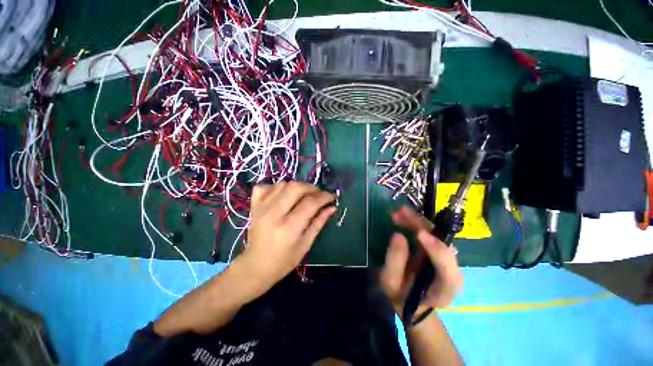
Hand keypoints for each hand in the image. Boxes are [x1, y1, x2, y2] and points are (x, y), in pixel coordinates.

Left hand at [236, 182, 336, 291]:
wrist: (256, 266)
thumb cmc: (284, 261)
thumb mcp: (306, 244)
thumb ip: (319, 222)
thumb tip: (332, 207)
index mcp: (289, 228)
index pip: (310, 203)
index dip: (324, 197)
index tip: (331, 197)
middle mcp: (274, 214)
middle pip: (296, 188)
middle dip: (311, 188)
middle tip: (319, 194)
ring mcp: (261, 208)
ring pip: (282, 185)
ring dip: (297, 186)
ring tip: (304, 194)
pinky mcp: (254, 206)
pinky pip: (265, 186)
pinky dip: (276, 187)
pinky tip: (283, 194)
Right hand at [380, 206, 463, 318]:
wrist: (411, 300)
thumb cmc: (400, 294)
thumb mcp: (391, 282)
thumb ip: (395, 262)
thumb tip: (398, 235)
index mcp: (444, 288)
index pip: (448, 270)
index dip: (436, 250)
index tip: (419, 234)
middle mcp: (451, 270)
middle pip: (443, 244)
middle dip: (423, 226)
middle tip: (401, 213)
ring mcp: (445, 258)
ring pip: (435, 234)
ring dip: (418, 221)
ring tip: (398, 212)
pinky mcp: (437, 250)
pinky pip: (429, 233)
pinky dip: (416, 223)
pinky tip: (402, 216)